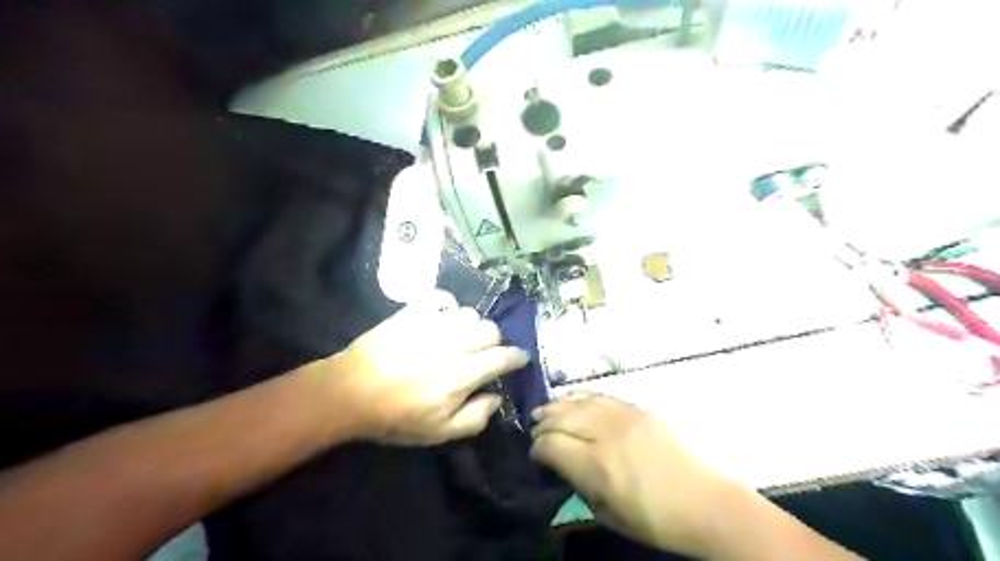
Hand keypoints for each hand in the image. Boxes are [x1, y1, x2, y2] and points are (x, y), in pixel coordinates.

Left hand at [330, 292, 529, 444]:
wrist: (351, 392)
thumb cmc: (396, 416)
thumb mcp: (439, 432)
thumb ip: (476, 418)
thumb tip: (495, 397)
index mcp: (464, 373)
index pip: (503, 357)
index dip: (517, 357)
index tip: (520, 359)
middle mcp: (455, 343)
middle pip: (492, 330)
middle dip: (495, 342)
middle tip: (485, 354)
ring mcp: (434, 323)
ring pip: (470, 313)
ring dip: (472, 325)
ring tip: (462, 337)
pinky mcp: (414, 312)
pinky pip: (441, 297)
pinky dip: (448, 305)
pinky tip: (443, 317)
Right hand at [532, 392, 731, 557]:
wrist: (703, 502)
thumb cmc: (652, 519)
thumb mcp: (606, 513)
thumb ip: (577, 482)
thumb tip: (557, 460)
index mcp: (597, 467)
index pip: (551, 445)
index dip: (537, 447)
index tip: (534, 453)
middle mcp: (607, 434)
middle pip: (561, 418)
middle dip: (542, 423)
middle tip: (534, 430)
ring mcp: (625, 416)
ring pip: (579, 402)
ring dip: (557, 405)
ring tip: (543, 410)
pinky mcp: (639, 409)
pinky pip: (601, 396)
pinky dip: (581, 396)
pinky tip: (571, 399)